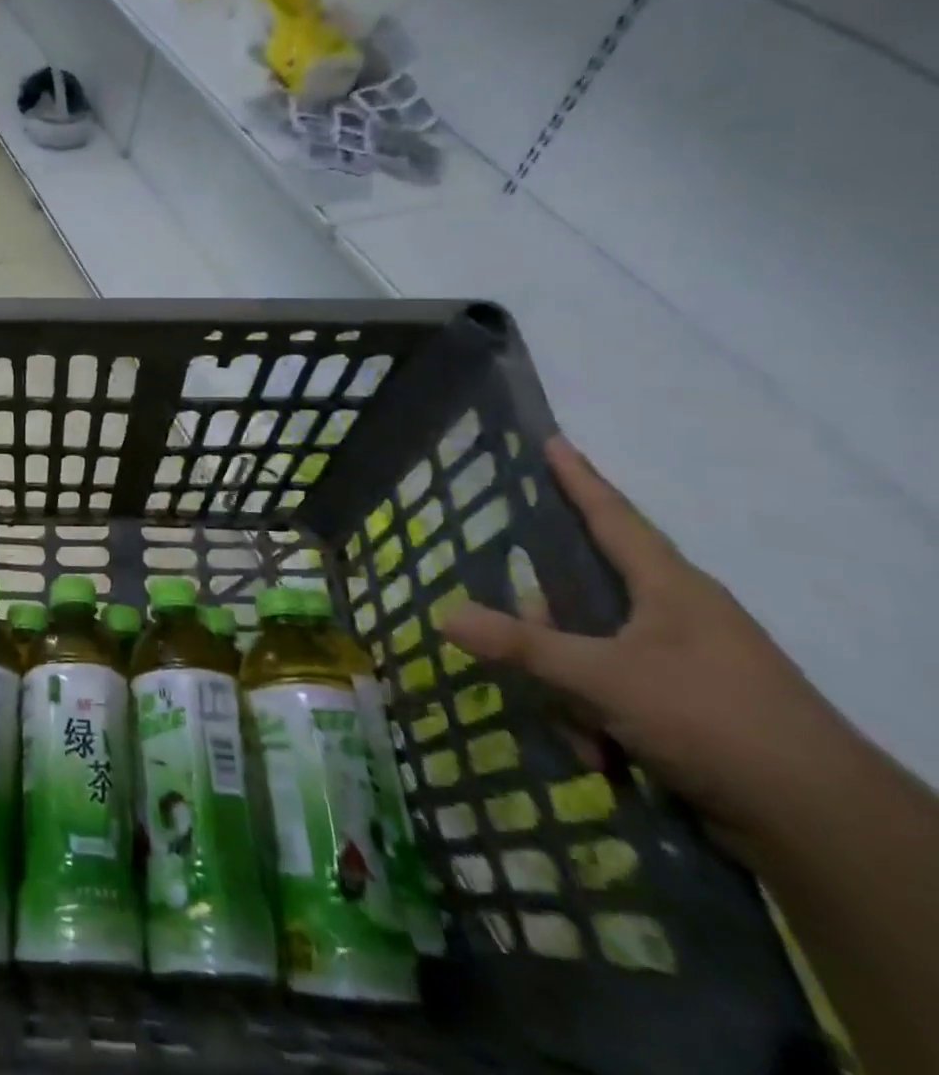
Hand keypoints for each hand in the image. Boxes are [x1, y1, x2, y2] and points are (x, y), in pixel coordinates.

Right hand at [441, 437, 853, 841]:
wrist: (821, 826)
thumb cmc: (714, 720)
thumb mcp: (604, 678)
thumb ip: (522, 646)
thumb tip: (445, 617)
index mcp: (669, 588)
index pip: (613, 517)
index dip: (579, 479)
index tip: (552, 441)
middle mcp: (676, 617)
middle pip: (582, 596)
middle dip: (547, 627)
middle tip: (519, 643)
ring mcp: (682, 664)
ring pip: (590, 651)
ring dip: (569, 690)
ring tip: (580, 733)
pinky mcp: (685, 708)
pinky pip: (611, 693)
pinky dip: (595, 720)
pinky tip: (600, 756)